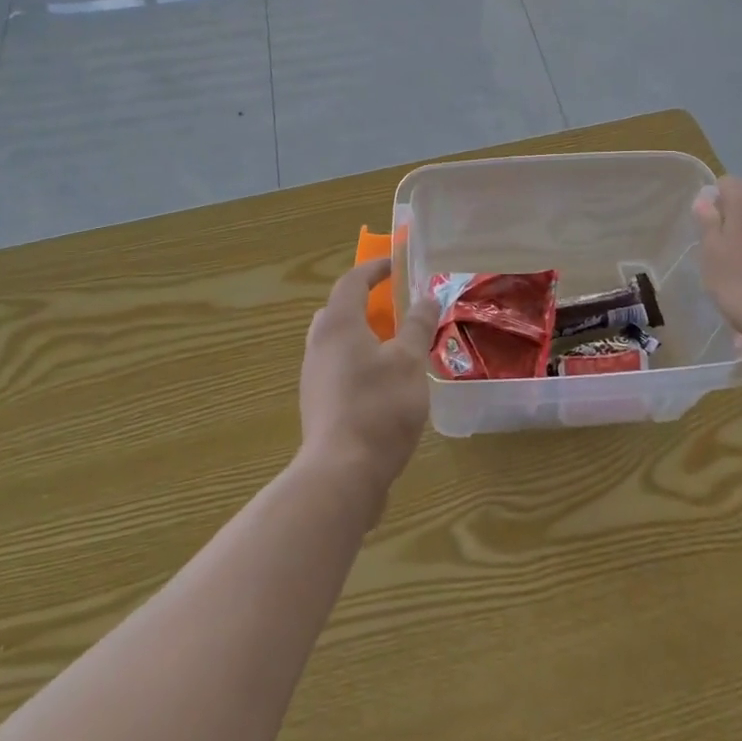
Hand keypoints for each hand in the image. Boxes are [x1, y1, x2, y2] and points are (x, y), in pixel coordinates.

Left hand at [298, 258, 439, 508]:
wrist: (341, 474)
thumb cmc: (378, 407)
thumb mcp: (409, 361)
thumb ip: (417, 325)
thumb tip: (427, 296)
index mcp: (338, 324)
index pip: (352, 281)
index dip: (375, 268)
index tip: (396, 266)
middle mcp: (319, 344)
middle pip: (339, 310)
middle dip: (367, 303)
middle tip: (396, 309)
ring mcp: (314, 376)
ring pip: (338, 341)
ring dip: (364, 335)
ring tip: (396, 348)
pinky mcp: (318, 404)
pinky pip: (338, 368)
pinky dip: (359, 362)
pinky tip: (385, 385)